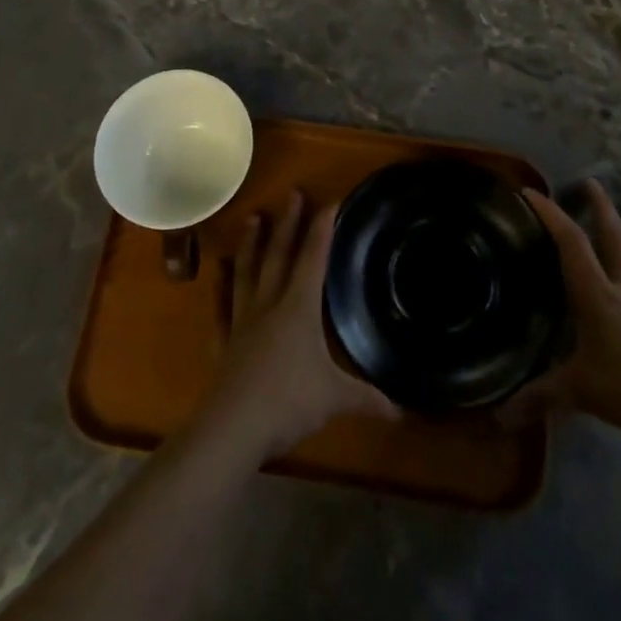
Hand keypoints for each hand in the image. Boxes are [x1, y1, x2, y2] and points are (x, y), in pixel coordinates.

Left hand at [200, 191, 395, 461]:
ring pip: (247, 271)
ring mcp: (243, 320)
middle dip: (288, 223)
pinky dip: (220, 285)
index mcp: (299, 307)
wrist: (233, 426)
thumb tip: (401, 410)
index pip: (314, 258)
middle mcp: (270, 304)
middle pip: (279, 255)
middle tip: (292, 194)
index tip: (330, 201)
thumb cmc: (289, 401)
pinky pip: (221, 304)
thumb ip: (367, 398)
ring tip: (253, 218)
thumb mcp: (335, 398)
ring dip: (252, 243)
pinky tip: (218, 270)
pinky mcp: (224, 340)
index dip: (322, 229)